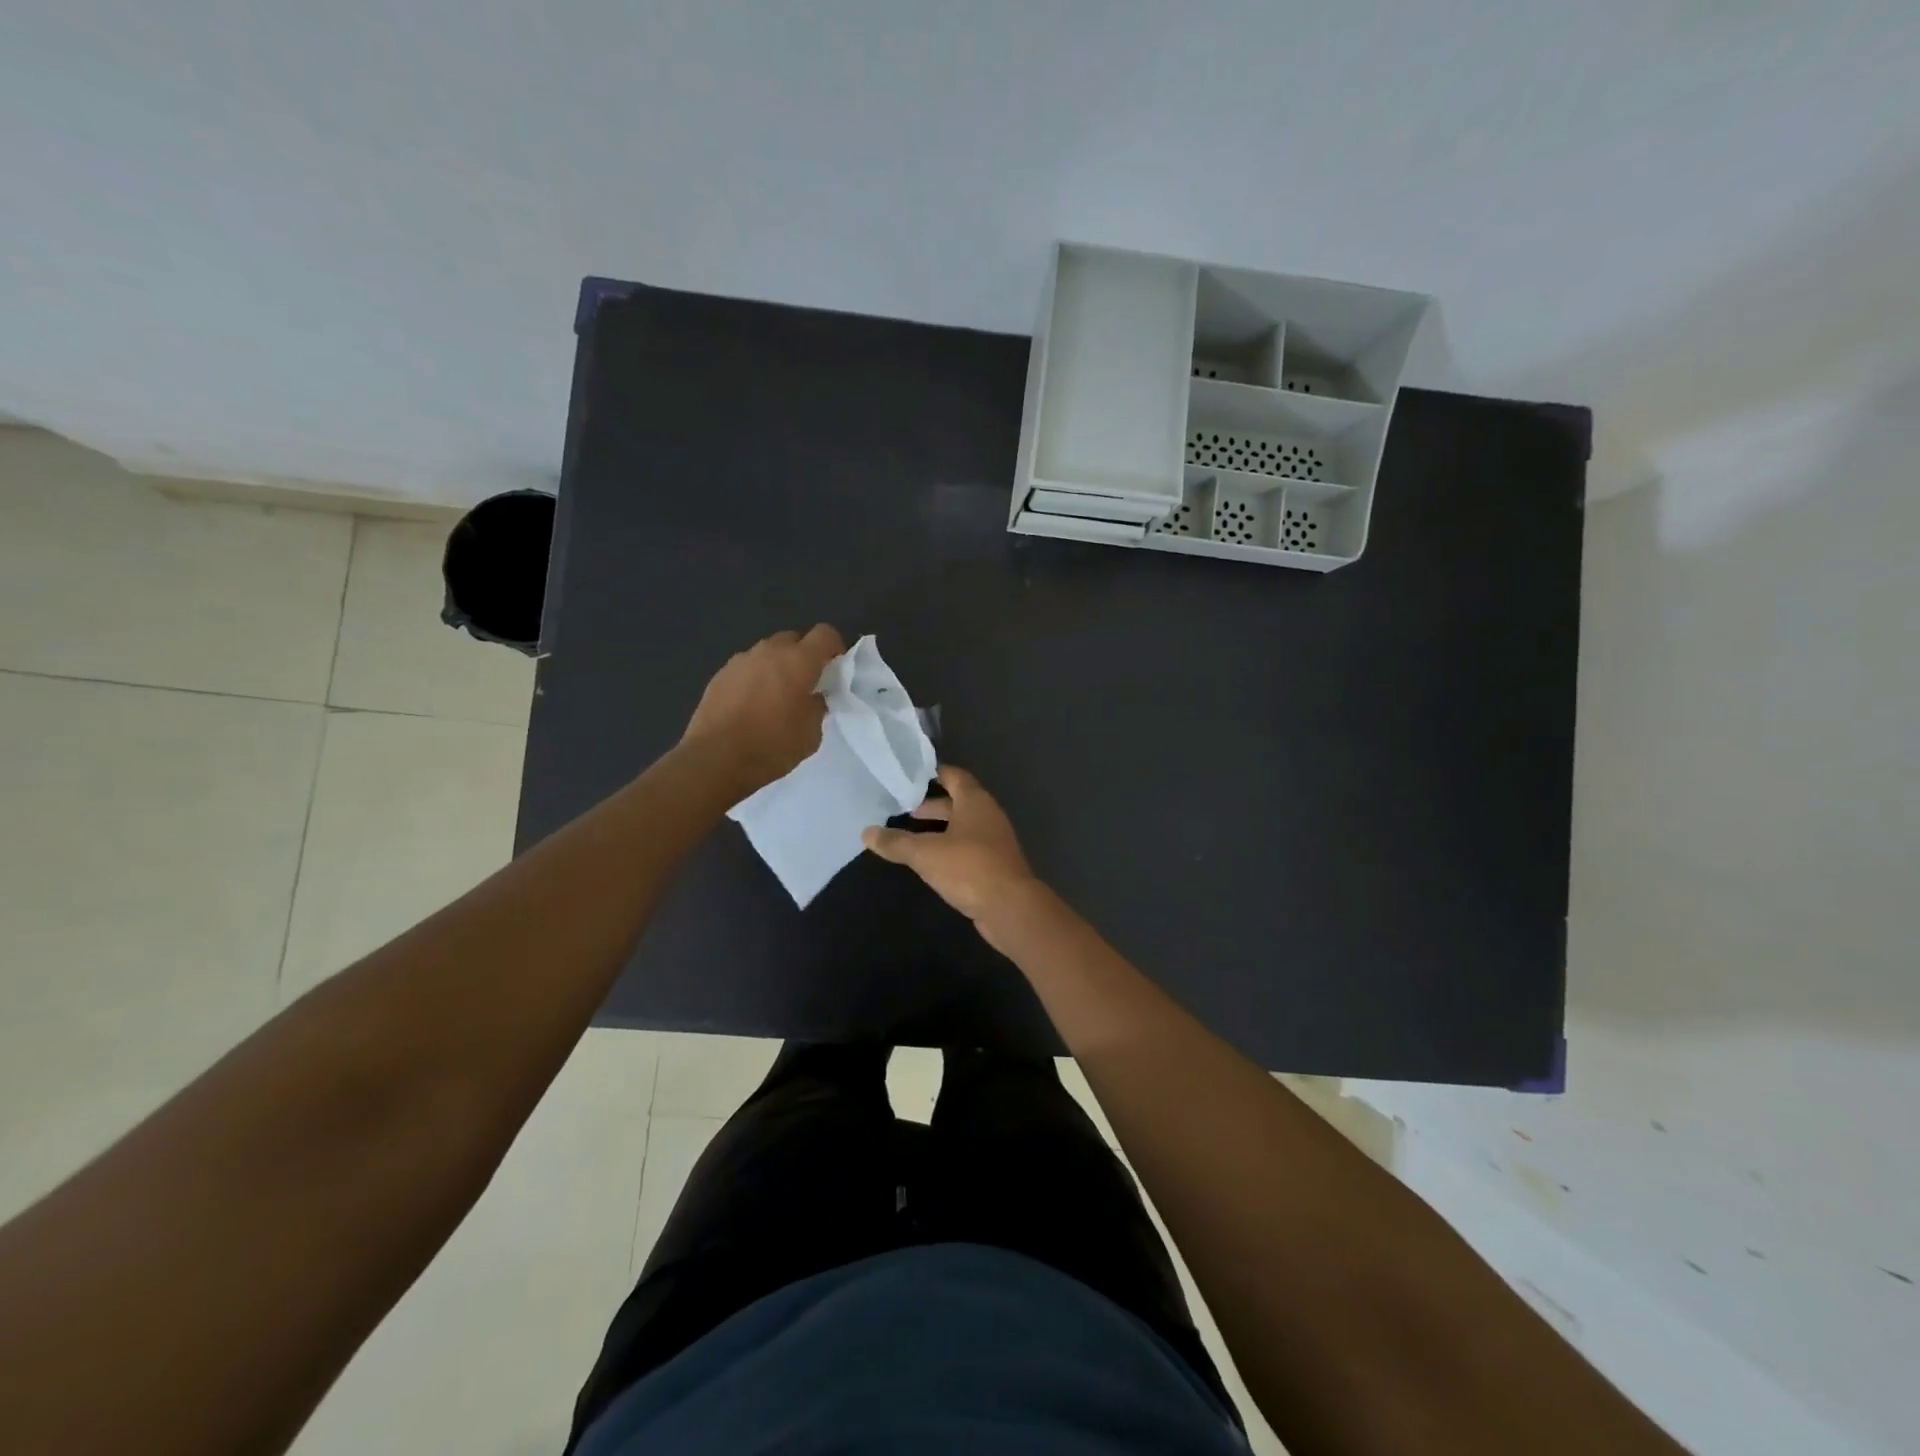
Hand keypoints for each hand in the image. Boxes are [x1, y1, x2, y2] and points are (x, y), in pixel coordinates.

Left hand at [681, 625, 845, 793]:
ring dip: (777, 667)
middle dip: (804, 656)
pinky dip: (755, 679)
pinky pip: (746, 668)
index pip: (825, 634)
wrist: (715, 759)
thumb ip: (818, 706)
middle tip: (806, 685)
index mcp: (798, 661)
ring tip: (776, 697)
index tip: (835, 670)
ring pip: (768, 653)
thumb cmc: (772, 746)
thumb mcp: (811, 733)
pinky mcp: (720, 675)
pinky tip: (751, 706)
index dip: (834, 648)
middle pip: (794, 639)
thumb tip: (815, 696)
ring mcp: (740, 660)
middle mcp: (769, 651)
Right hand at [862, 765, 1039, 921]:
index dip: (934, 773)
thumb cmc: (968, 868)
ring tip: (911, 835)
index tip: (910, 775)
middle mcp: (988, 815)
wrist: (1010, 908)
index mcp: (975, 801)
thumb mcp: (925, 853)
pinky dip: (949, 848)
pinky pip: (968, 848)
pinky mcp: (995, 865)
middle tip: (904, 808)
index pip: (954, 776)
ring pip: (963, 826)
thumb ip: (896, 842)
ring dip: (940, 828)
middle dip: (932, 805)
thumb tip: (866, 833)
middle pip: (958, 802)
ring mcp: (994, 841)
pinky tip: (931, 861)